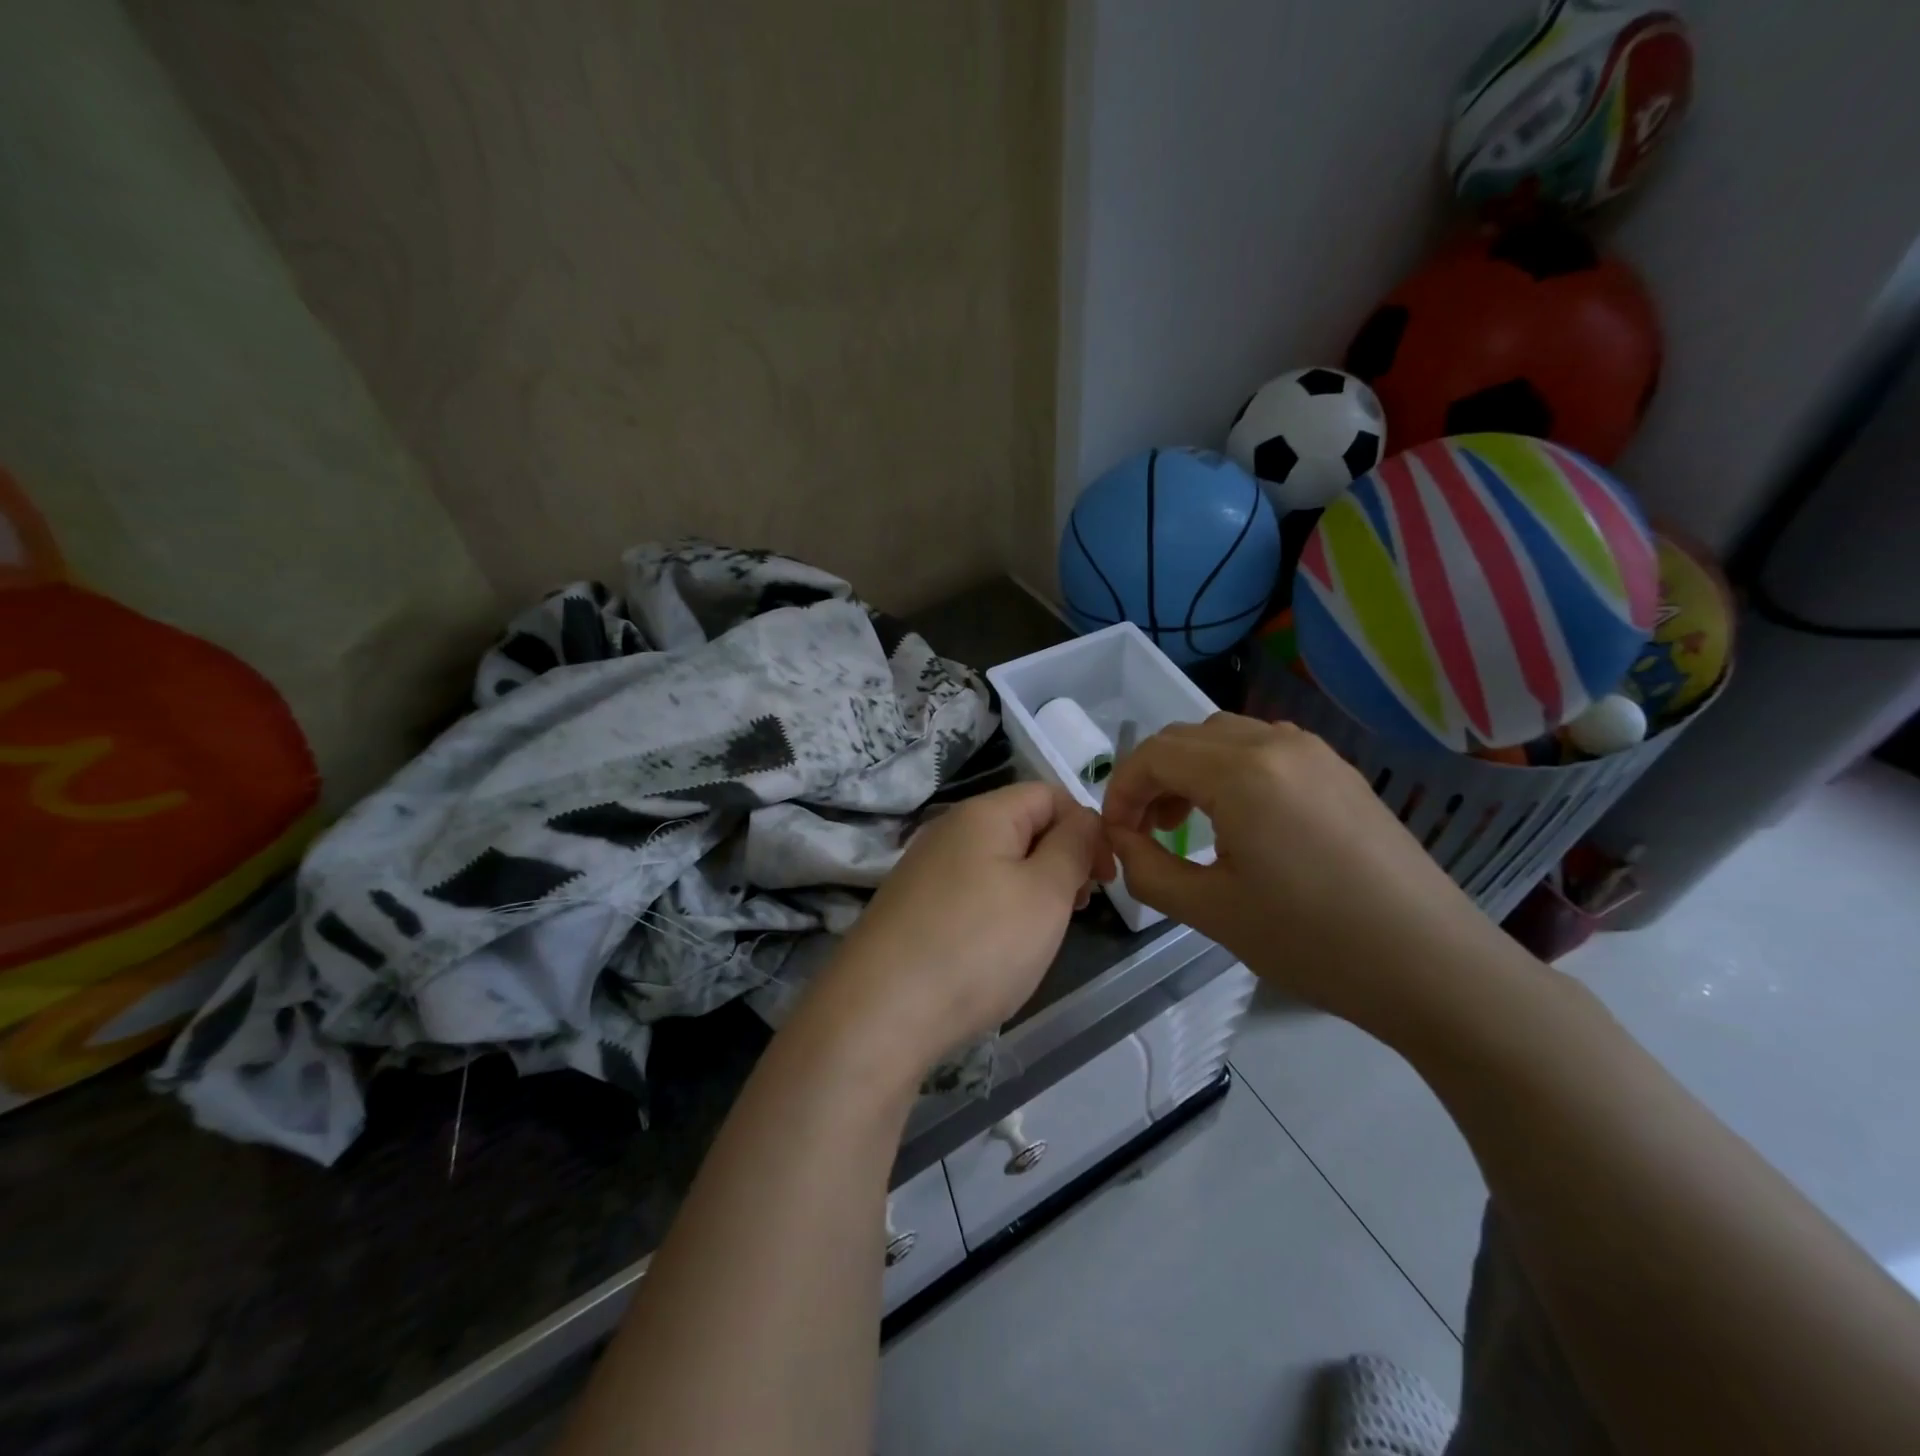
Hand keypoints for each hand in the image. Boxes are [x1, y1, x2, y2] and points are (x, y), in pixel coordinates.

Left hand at [813, 783, 1110, 1074]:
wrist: (879, 1013)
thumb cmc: (978, 946)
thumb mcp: (1045, 893)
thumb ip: (1073, 847)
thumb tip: (1083, 820)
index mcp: (982, 814)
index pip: (1049, 794)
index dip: (1086, 827)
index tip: (1104, 879)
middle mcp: (947, 831)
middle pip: (1021, 827)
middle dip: (1060, 860)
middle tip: (1078, 909)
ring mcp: (923, 870)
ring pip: (995, 863)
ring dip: (1031, 889)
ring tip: (1042, 934)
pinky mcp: (910, 908)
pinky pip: (968, 893)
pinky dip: (996, 911)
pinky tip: (998, 951)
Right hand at [1101, 714, 1500, 1030]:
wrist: (1433, 967)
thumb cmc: (1313, 941)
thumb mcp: (1210, 911)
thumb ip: (1147, 869)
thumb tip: (1121, 841)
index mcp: (1242, 772)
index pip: (1153, 755)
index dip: (1120, 791)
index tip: (1115, 836)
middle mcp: (1277, 743)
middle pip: (1185, 737)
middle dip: (1151, 779)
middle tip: (1145, 833)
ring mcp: (1315, 752)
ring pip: (1224, 737)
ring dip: (1190, 771)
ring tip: (1187, 825)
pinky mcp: (1340, 772)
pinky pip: (1264, 749)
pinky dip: (1230, 772)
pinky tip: (1240, 821)